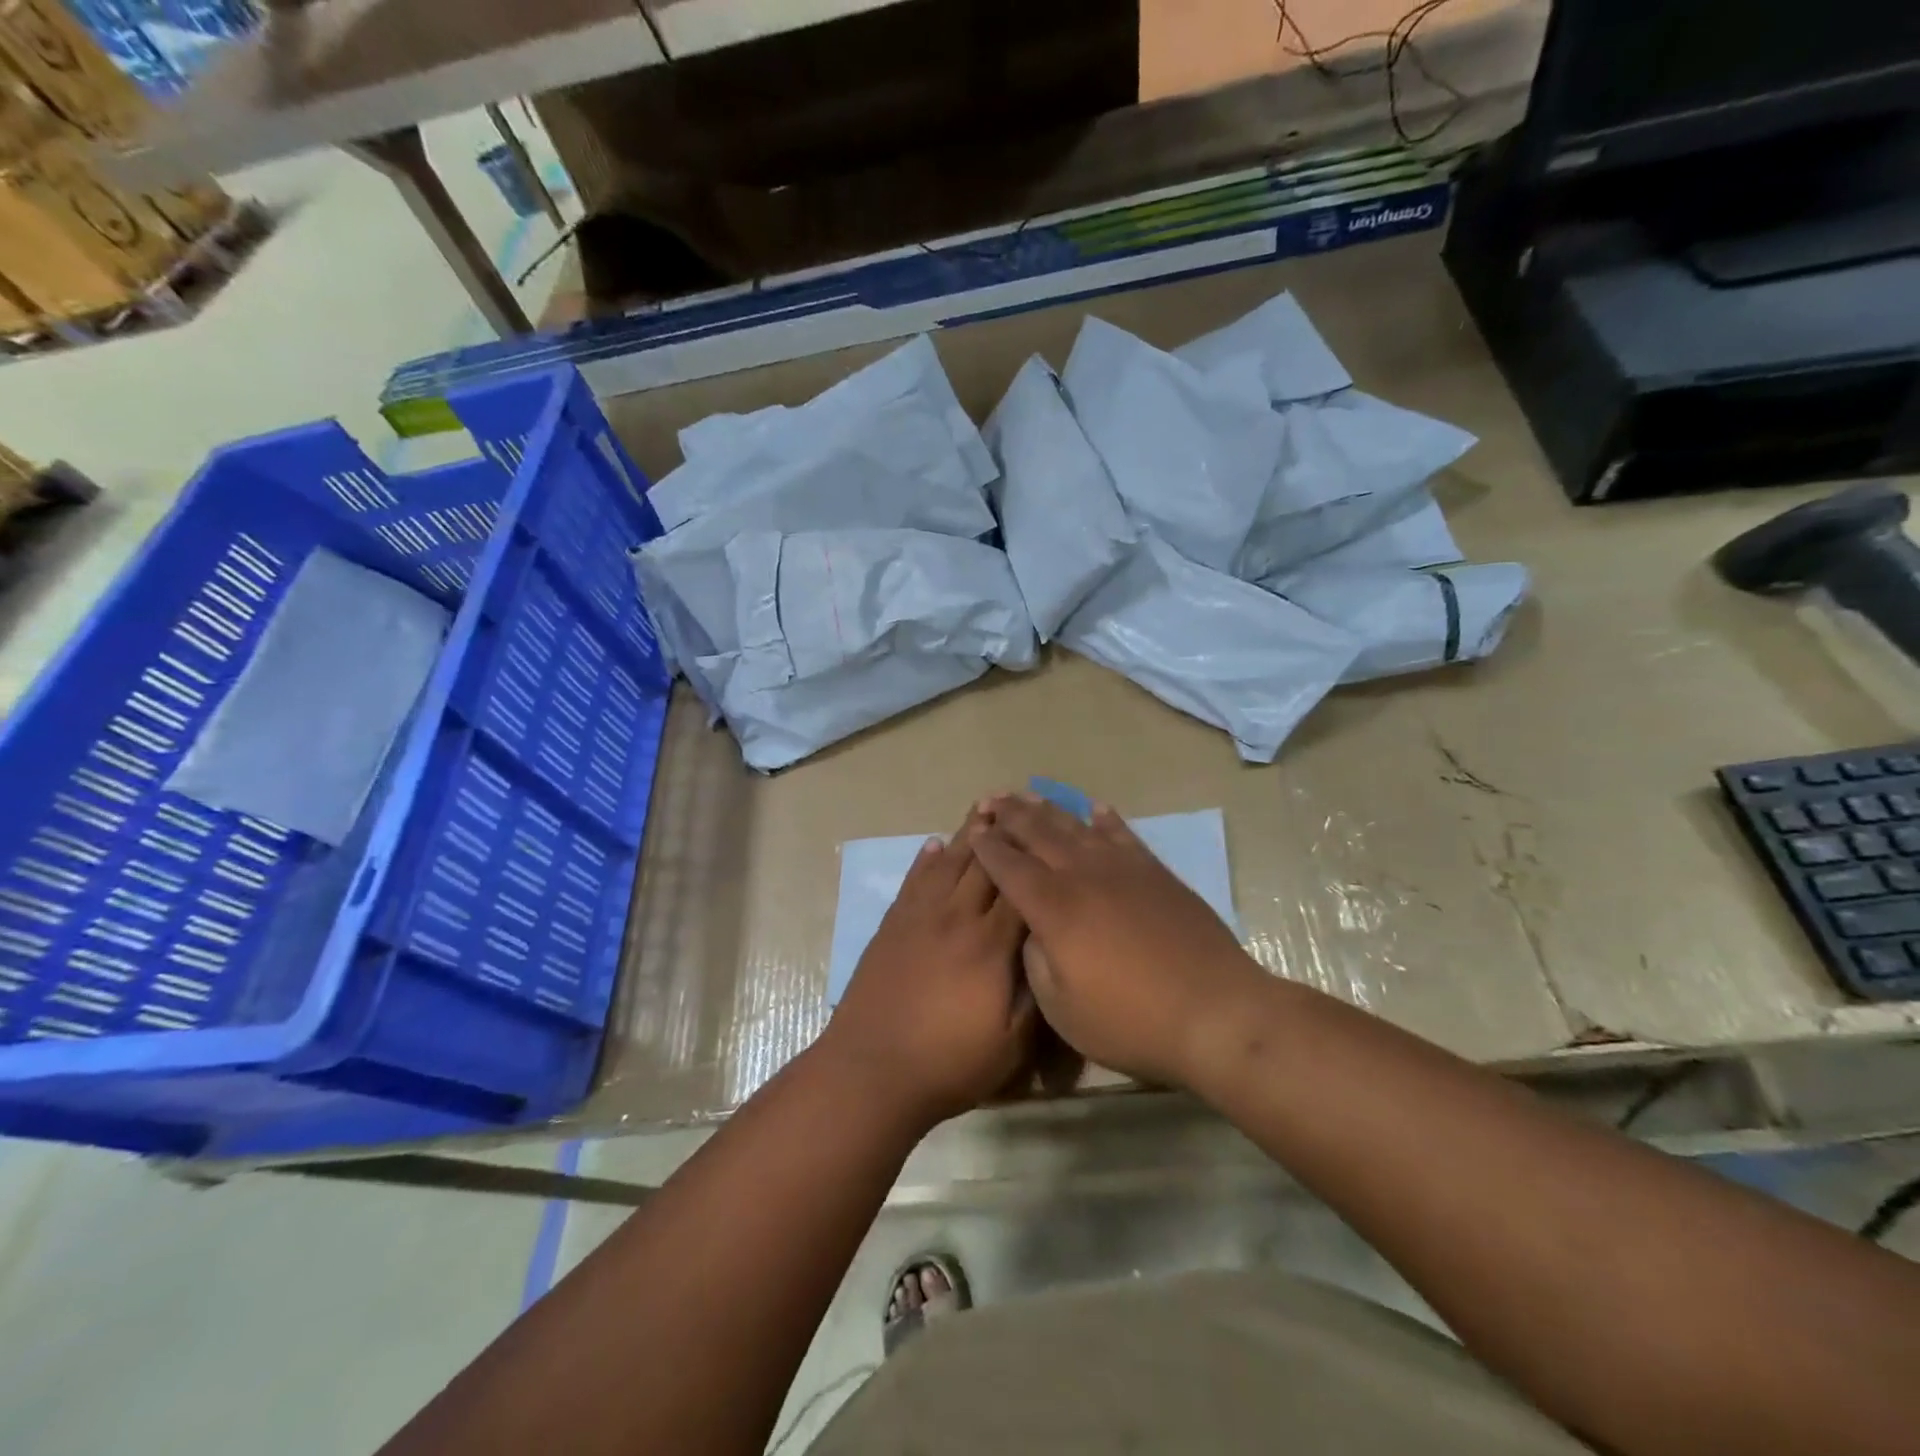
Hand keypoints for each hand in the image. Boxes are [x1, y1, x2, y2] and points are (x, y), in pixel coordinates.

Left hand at [822, 811, 1035, 1128]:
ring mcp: (919, 917)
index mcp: (990, 945)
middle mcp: (956, 918)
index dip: (1035, 860)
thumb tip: (1048, 955)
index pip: (1021, 890)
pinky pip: (913, 880)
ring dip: (967, 834)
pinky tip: (934, 844)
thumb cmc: (947, 1063)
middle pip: (984, 864)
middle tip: (1017, 803)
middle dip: (1003, 834)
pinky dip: (926, 858)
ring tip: (982, 808)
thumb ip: (1035, 996)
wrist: (870, 1070)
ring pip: (949, 863)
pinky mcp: (892, 925)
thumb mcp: (1010, 1046)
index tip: (1049, 835)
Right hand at [969, 794, 1263, 1087]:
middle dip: (1010, 815)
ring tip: (1027, 794)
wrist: (1213, 1011)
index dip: (987, 846)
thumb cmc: (1131, 1020)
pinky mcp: (1155, 872)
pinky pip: (1123, 834)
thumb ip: (1035, 960)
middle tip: (990, 799)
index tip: (973, 830)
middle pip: (1038, 834)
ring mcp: (1122, 869)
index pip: (1009, 866)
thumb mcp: (1062, 1008)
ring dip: (1048, 809)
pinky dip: (1105, 819)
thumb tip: (1032, 929)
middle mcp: (1083, 875)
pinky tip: (1095, 808)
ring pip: (1076, 827)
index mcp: (1053, 907)